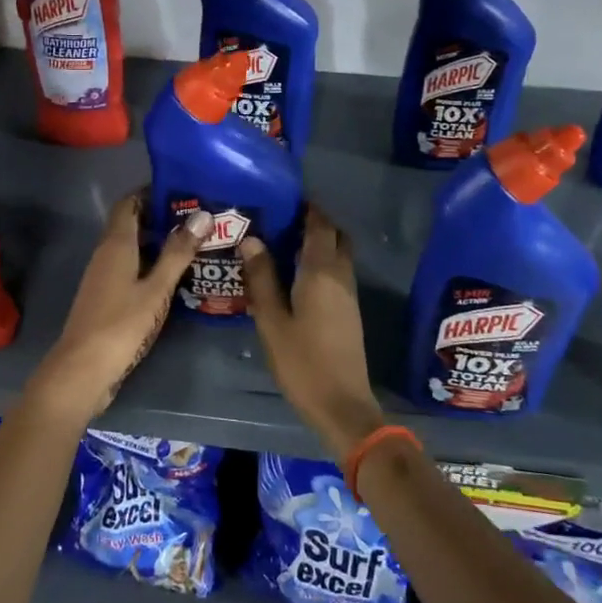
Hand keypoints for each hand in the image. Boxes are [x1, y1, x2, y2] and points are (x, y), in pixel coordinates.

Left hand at [32, 191, 208, 423]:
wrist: (82, 370)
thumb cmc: (121, 324)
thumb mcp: (156, 289)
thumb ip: (178, 253)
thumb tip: (202, 215)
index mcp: (116, 244)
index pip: (129, 203)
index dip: (152, 192)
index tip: (183, 191)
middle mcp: (106, 254)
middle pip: (132, 224)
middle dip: (162, 217)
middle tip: (199, 219)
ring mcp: (103, 276)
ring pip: (132, 247)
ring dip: (158, 242)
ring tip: (194, 244)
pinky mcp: (105, 297)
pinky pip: (129, 268)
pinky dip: (150, 264)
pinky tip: (173, 276)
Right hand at [238, 206, 386, 460]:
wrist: (342, 405)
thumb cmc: (302, 362)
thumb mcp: (272, 321)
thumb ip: (261, 278)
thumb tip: (251, 238)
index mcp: (321, 272)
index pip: (319, 226)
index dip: (307, 208)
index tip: (285, 197)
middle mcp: (341, 276)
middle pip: (335, 236)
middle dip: (315, 222)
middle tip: (283, 219)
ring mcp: (349, 294)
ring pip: (339, 254)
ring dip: (320, 242)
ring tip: (285, 243)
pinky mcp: (350, 311)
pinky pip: (338, 272)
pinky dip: (322, 262)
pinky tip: (297, 274)